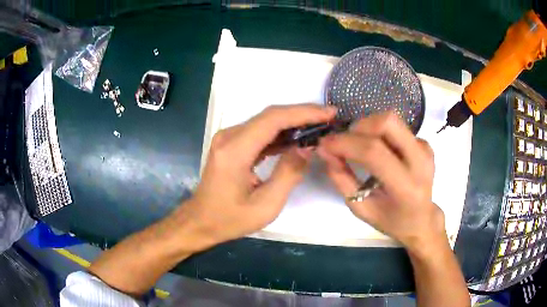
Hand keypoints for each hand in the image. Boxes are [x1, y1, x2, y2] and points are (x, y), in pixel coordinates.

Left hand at [181, 104, 336, 250]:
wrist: (201, 221)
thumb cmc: (230, 219)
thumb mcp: (266, 205)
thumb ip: (289, 173)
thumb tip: (308, 147)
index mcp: (234, 150)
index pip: (273, 119)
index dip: (303, 113)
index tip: (329, 113)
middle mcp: (229, 136)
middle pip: (270, 116)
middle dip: (302, 114)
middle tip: (329, 118)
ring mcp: (228, 138)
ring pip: (266, 121)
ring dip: (293, 122)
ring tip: (319, 126)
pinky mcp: (231, 143)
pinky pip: (259, 132)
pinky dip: (281, 133)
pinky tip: (298, 138)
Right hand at [317, 112, 445, 255]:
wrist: (422, 220)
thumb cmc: (391, 221)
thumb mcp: (361, 209)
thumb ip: (342, 179)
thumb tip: (325, 151)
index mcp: (406, 187)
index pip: (374, 153)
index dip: (345, 143)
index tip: (325, 144)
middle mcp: (421, 162)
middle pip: (388, 122)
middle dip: (359, 126)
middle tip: (345, 142)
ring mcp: (425, 149)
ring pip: (392, 120)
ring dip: (368, 127)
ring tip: (358, 145)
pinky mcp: (425, 143)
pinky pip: (397, 127)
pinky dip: (380, 133)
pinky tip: (378, 150)